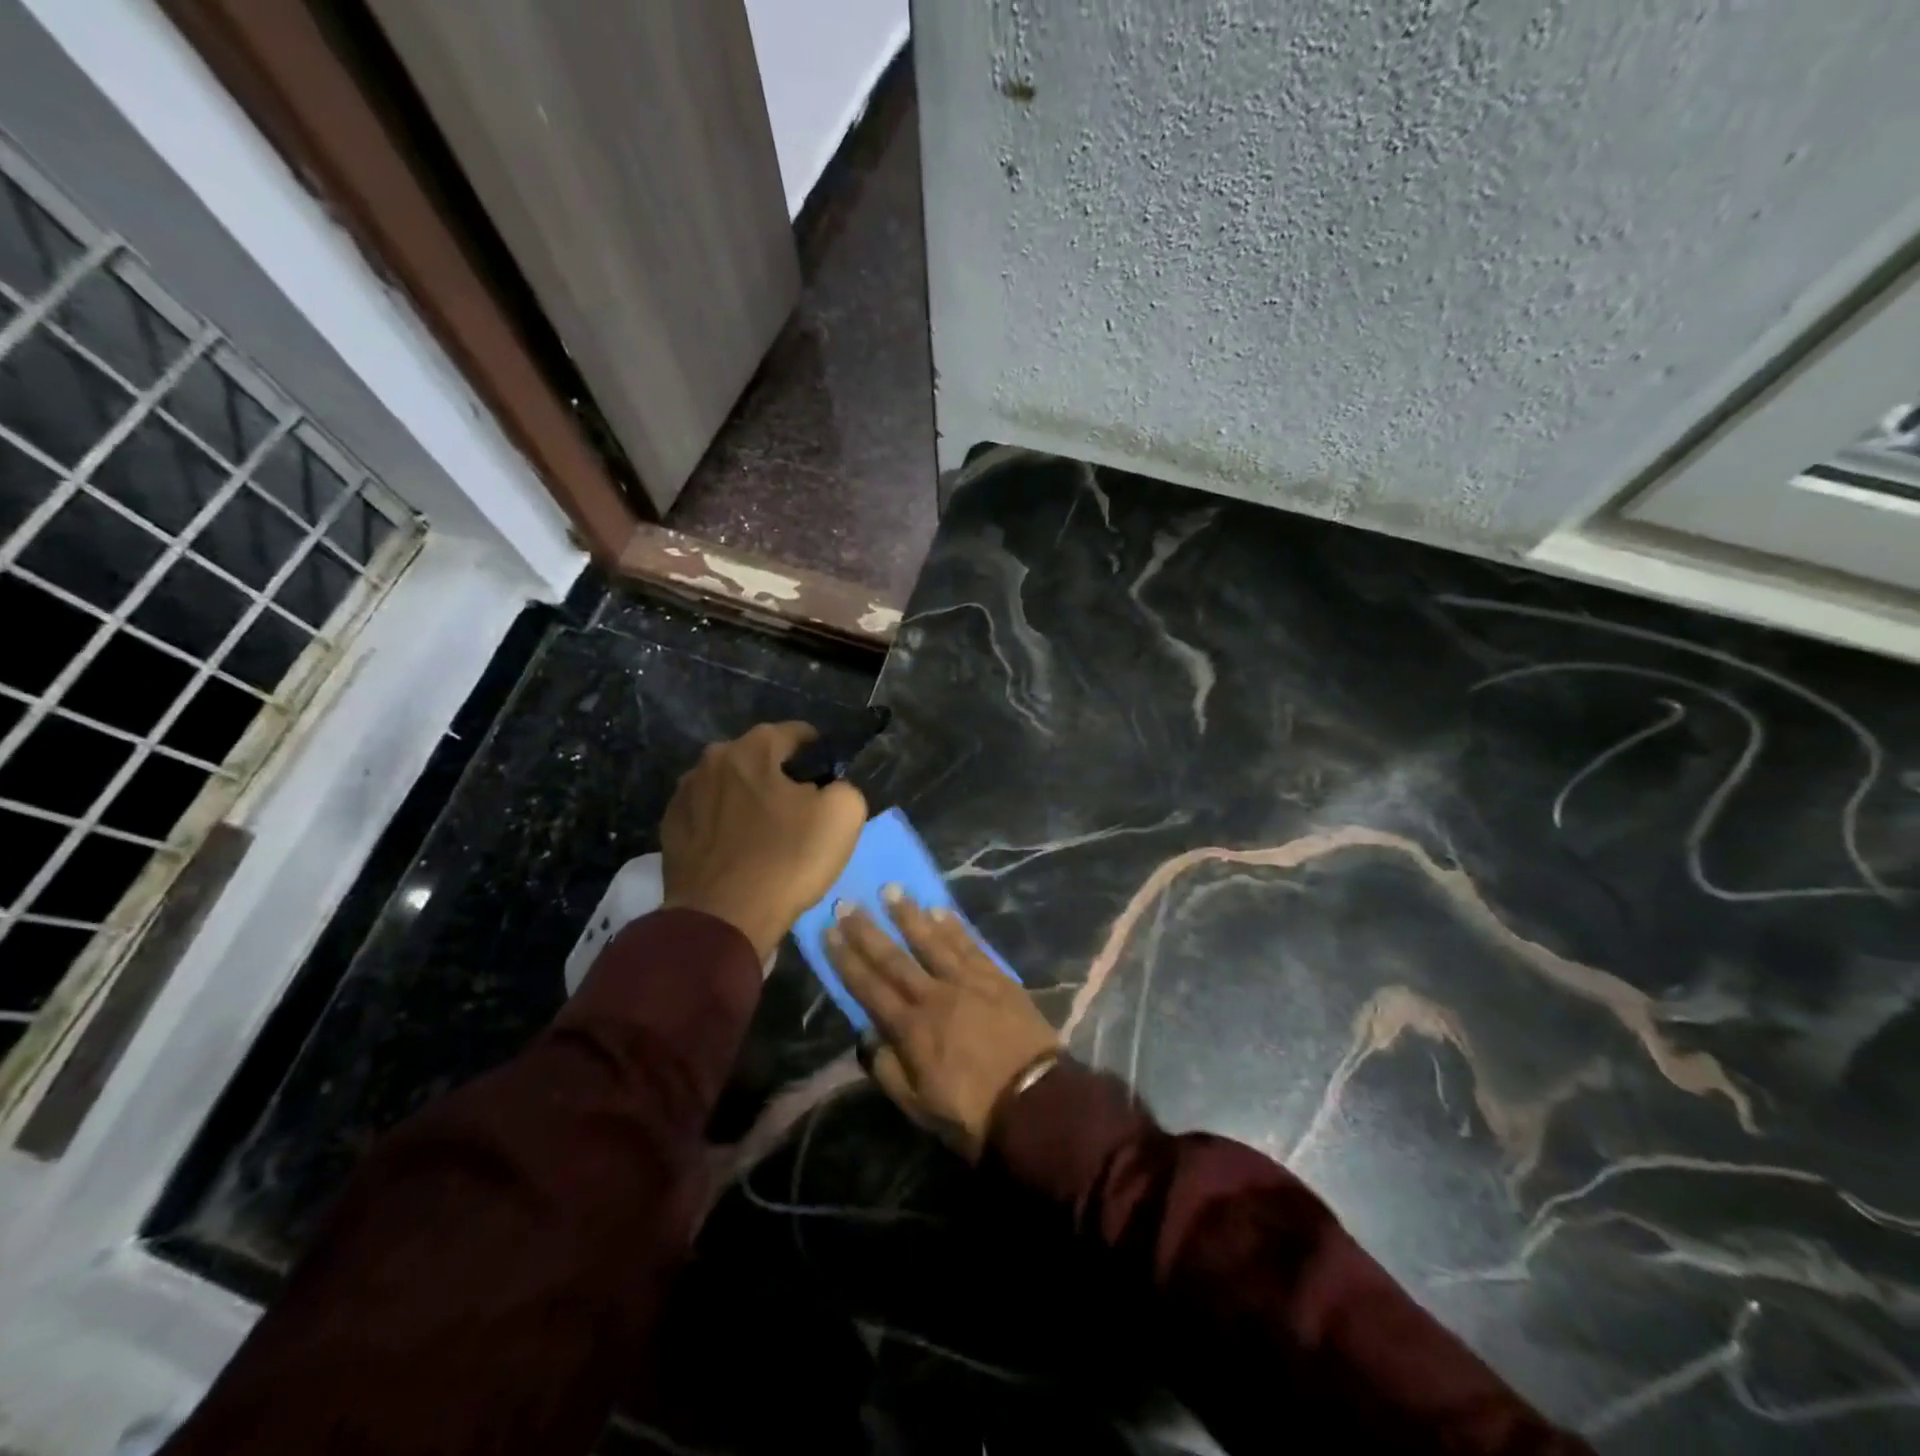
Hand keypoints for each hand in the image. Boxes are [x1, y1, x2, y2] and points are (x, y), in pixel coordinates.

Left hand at [661, 722, 866, 961]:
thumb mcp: (843, 816)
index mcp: (752, 749)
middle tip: (801, 808)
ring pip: (729, 787)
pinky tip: (739, 850)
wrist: (723, 920)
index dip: (818, 751)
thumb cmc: (786, 859)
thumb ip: (844, 787)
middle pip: (757, 759)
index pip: (794, 733)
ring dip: (748, 800)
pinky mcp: (670, 831)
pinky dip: (725, 825)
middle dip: (779, 776)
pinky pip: (708, 817)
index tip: (829, 773)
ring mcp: (684, 795)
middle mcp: (712, 761)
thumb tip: (830, 789)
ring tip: (767, 831)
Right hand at [825, 889, 1057, 1160]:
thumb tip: (866, 1036)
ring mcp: (969, 982)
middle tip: (847, 901)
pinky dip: (953, 926)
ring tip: (891, 890)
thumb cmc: (971, 1112)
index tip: (829, 931)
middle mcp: (935, 995)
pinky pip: (970, 945)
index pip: (869, 987)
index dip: (846, 959)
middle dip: (868, 929)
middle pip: (895, 957)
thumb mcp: (918, 1106)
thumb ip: (887, 1069)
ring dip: (910, 914)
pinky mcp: (998, 978)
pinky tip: (940, 909)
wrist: (1035, 1103)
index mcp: (911, 1028)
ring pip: (933, 941)